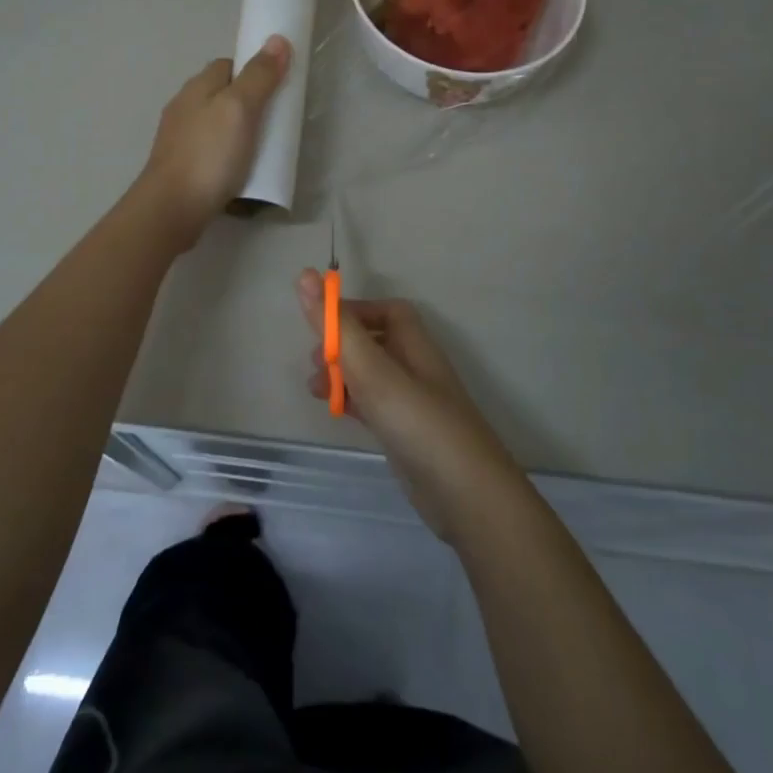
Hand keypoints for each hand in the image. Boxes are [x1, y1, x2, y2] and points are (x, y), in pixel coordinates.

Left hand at [135, 37, 291, 250]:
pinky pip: (210, 150)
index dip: (253, 71)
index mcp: (197, 87)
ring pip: (215, 123)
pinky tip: (239, 169)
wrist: (172, 208)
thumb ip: (259, 76)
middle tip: (275, 120)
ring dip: (237, 130)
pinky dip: (227, 154)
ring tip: (262, 147)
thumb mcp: (240, 109)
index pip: (228, 65)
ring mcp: (179, 138)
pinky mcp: (181, 166)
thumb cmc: (209, 154)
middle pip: (222, 94)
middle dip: (248, 102)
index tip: (277, 87)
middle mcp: (184, 107)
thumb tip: (277, 40)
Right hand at [297, 270, 520, 539]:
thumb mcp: (373, 370)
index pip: (387, 312)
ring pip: (372, 376)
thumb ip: (338, 327)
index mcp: (416, 346)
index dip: (354, 312)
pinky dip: (352, 403)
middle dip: (341, 346)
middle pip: (376, 343)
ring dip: (342, 376)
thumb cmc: (419, 423)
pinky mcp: (407, 436)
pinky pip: (375, 406)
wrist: (467, 497)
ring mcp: (413, 404)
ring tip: (315, 391)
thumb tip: (305, 275)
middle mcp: (417, 369)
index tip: (320, 325)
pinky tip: (336, 414)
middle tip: (315, 363)